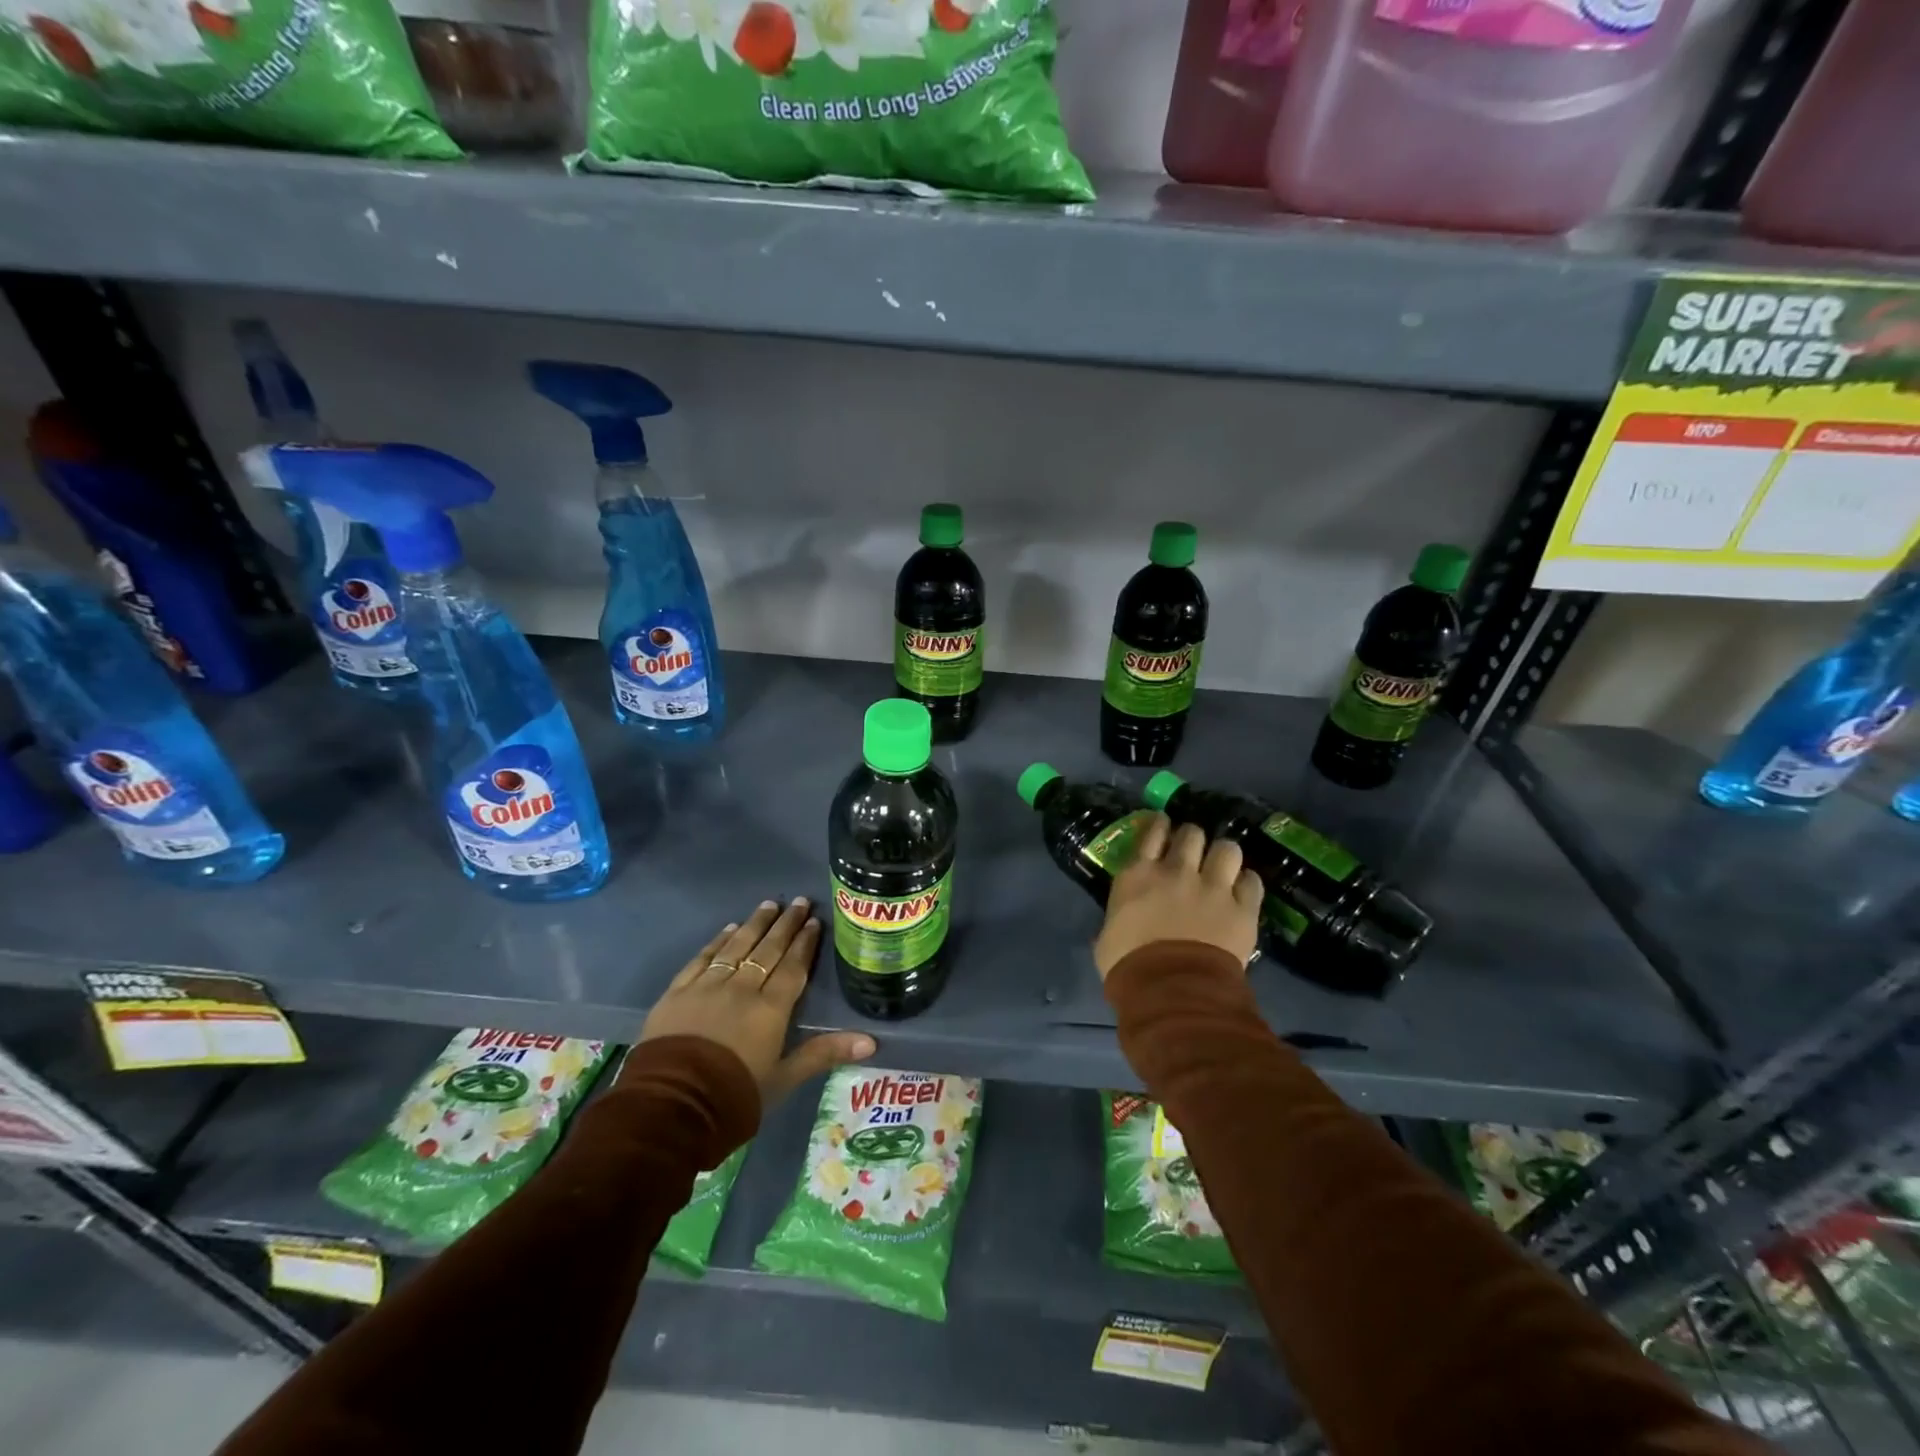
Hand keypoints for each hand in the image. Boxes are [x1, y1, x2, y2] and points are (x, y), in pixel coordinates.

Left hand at [639, 897, 875, 1105]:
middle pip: (768, 949)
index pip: (793, 967)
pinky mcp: (678, 992)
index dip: (805, 943)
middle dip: (786, 924)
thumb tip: (871, 1042)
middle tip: (799, 901)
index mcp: (771, 1009)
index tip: (815, 921)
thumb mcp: (784, 1079)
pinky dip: (717, 941)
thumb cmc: (734, 1096)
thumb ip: (824, 1054)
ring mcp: (707, 987)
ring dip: (755, 924)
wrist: (671, 1106)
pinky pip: (702, 958)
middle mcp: (742, 988)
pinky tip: (728, 929)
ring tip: (769, 905)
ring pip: (737, 946)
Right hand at [1093, 816, 1261, 978]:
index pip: (1152, 833)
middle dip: (1194, 839)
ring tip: (1223, 866)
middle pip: (1192, 833)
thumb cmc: (1128, 965)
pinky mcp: (1242, 909)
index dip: (1161, 826)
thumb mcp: (1107, 935)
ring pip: (1228, 848)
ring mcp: (1213, 887)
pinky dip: (1247, 884)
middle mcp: (1177, 871)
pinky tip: (1243, 891)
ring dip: (1224, 855)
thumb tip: (1118, 924)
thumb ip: (1117, 917)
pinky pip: (1252, 882)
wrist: (1171, 989)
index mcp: (1139, 875)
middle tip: (1194, 852)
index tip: (1165, 825)